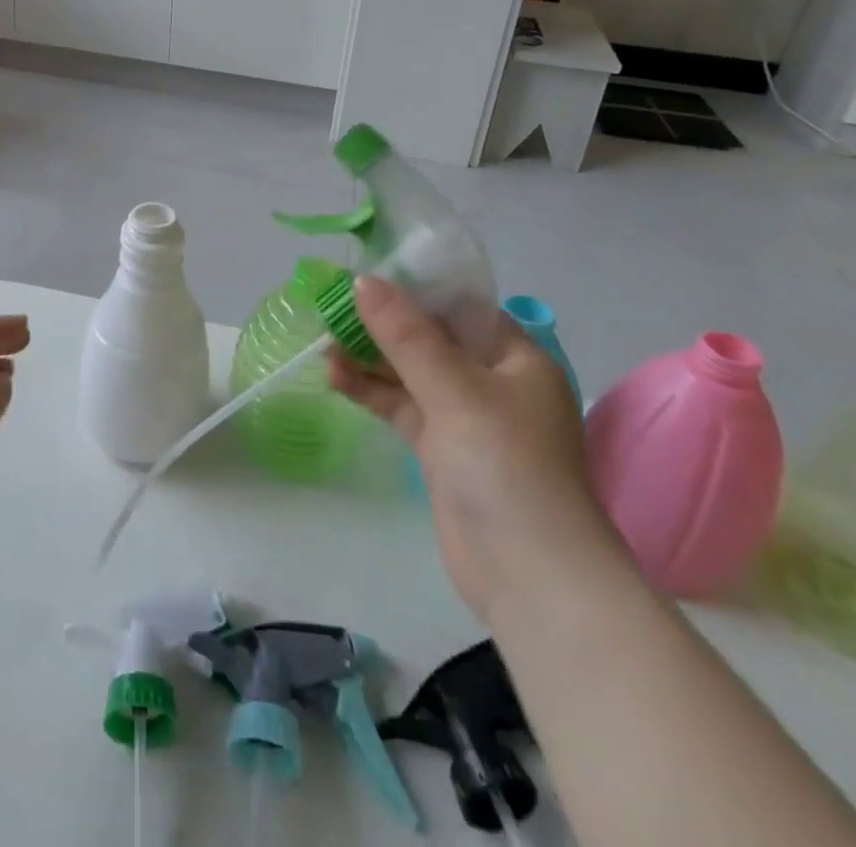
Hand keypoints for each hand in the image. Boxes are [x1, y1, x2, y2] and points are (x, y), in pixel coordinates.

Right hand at [328, 277, 619, 624]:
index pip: (462, 308)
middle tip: (333, 307)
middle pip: (431, 339)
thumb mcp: (455, 390)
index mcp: (517, 359)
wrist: (531, 578)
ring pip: (411, 374)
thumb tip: (363, 281)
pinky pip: (403, 407)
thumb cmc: (506, 465)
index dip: (415, 289)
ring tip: (323, 342)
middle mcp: (494, 383)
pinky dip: (372, 391)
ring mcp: (467, 419)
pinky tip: (335, 377)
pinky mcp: (443, 452)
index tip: (367, 276)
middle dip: (383, 324)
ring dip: (370, 358)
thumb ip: (406, 335)